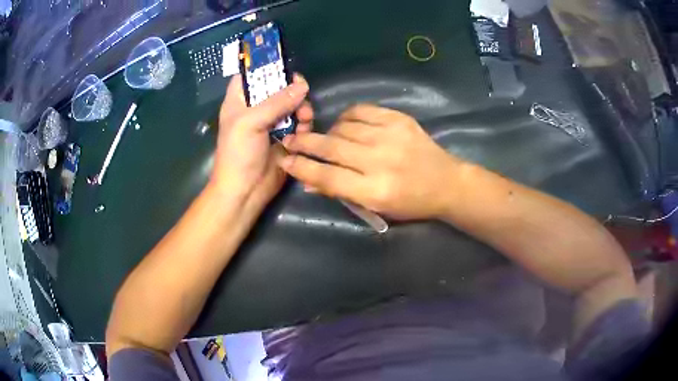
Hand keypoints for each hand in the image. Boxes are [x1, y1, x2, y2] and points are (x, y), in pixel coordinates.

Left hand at [210, 74, 312, 210]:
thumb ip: (276, 102)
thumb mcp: (251, 123)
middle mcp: (255, 108)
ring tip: (304, 117)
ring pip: (292, 103)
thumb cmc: (238, 154)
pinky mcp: (285, 137)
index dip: (264, 66)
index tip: (283, 64)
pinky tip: (304, 130)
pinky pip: (299, 122)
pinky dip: (304, 123)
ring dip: (301, 107)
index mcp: (239, 100)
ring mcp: (271, 123)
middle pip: (277, 87)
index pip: (249, 75)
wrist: (245, 191)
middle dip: (291, 88)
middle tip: (302, 94)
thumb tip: (303, 85)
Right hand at [278, 104, 463, 219]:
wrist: (446, 182)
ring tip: (325, 138)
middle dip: (305, 143)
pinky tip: (345, 125)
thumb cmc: (410, 202)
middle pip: (331, 147)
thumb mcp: (376, 207)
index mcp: (375, 191)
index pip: (328, 178)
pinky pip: (361, 111)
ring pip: (343, 128)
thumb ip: (341, 192)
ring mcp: (391, 136)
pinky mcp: (399, 119)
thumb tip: (307, 181)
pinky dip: (347, 117)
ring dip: (328, 132)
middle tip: (290, 140)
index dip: (302, 168)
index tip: (286, 160)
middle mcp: (381, 161)